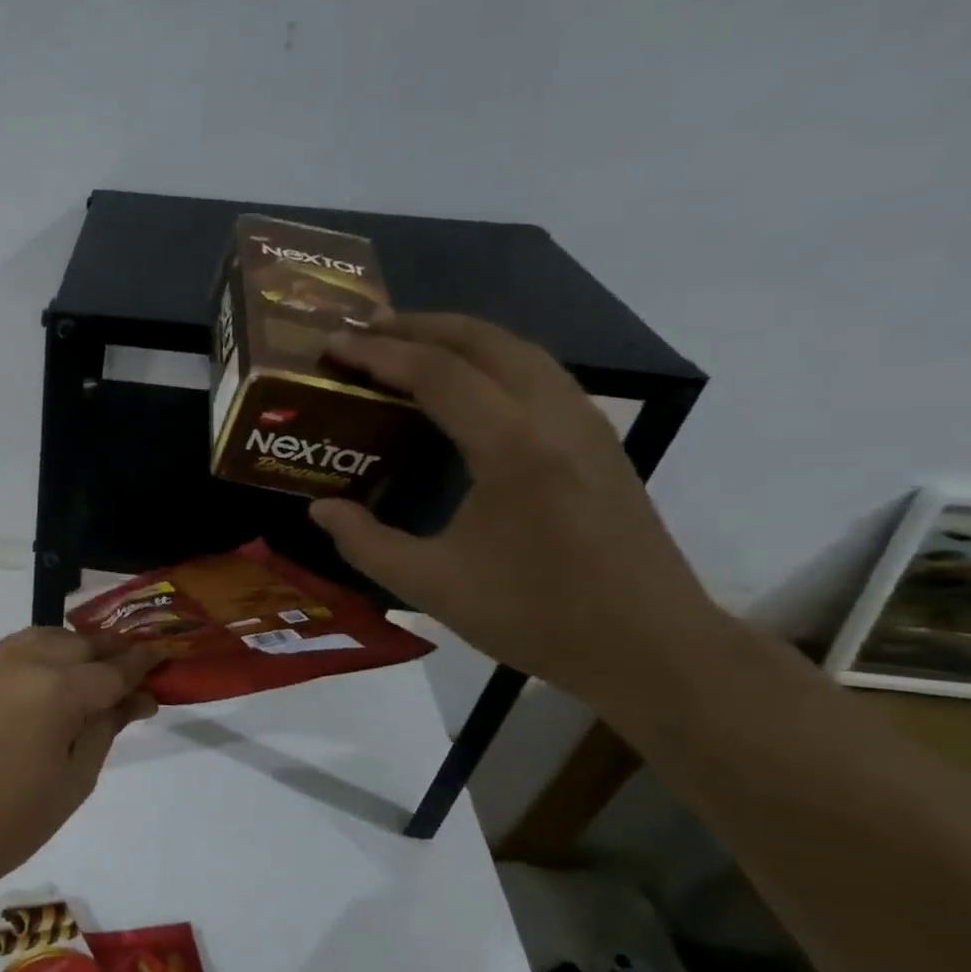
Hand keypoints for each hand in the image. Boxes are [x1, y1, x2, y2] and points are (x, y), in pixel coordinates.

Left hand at [0, 629, 160, 891]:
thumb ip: (107, 727)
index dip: (143, 663)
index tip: (164, 656)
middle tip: (133, 670)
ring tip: (91, 670)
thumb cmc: (14, 821)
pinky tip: (46, 676)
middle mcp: (25, 661)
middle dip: (111, 652)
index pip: (113, 669)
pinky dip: (39, 652)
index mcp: (58, 689)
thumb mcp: (76, 778)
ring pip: (45, 636)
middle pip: (80, 644)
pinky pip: (13, 648)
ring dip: (74, 647)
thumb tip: (138, 697)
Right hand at [309, 314, 729, 717]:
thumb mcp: (431, 585)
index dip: (379, 354)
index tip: (334, 346)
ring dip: (460, 336)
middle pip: (485, 340)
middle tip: (365, 328)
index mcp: (512, 447)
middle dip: (420, 326)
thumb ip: (364, 543)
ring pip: (520, 350)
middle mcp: (554, 417)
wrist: (651, 646)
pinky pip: (539, 373)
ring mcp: (586, 424)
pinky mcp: (598, 440)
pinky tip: (467, 384)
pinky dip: (492, 359)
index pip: (437, 374)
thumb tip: (319, 508)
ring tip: (408, 343)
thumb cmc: (537, 615)